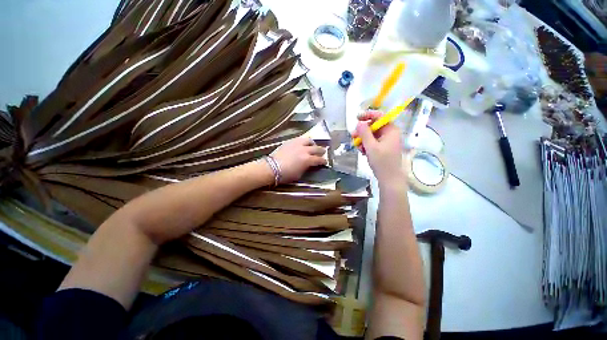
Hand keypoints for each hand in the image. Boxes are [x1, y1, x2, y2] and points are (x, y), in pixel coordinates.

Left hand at [271, 136, 326, 183]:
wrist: (271, 167)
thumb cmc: (286, 174)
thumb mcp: (299, 174)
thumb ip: (306, 167)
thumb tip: (309, 164)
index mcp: (307, 160)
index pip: (319, 159)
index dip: (323, 161)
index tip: (325, 162)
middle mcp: (304, 150)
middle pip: (316, 148)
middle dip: (321, 151)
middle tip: (323, 152)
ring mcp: (297, 144)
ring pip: (309, 140)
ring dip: (313, 144)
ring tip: (313, 146)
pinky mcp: (290, 141)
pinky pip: (300, 139)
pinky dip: (304, 141)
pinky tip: (303, 144)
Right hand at [352, 110, 404, 182]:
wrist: (389, 178)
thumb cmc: (382, 162)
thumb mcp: (371, 147)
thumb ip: (364, 133)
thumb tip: (359, 123)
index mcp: (391, 130)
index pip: (380, 116)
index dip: (368, 115)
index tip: (357, 118)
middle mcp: (390, 133)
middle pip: (374, 126)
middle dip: (362, 131)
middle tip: (353, 136)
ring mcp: (387, 141)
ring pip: (372, 135)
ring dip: (363, 140)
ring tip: (358, 147)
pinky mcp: (383, 147)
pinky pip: (373, 142)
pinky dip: (366, 145)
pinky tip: (363, 152)